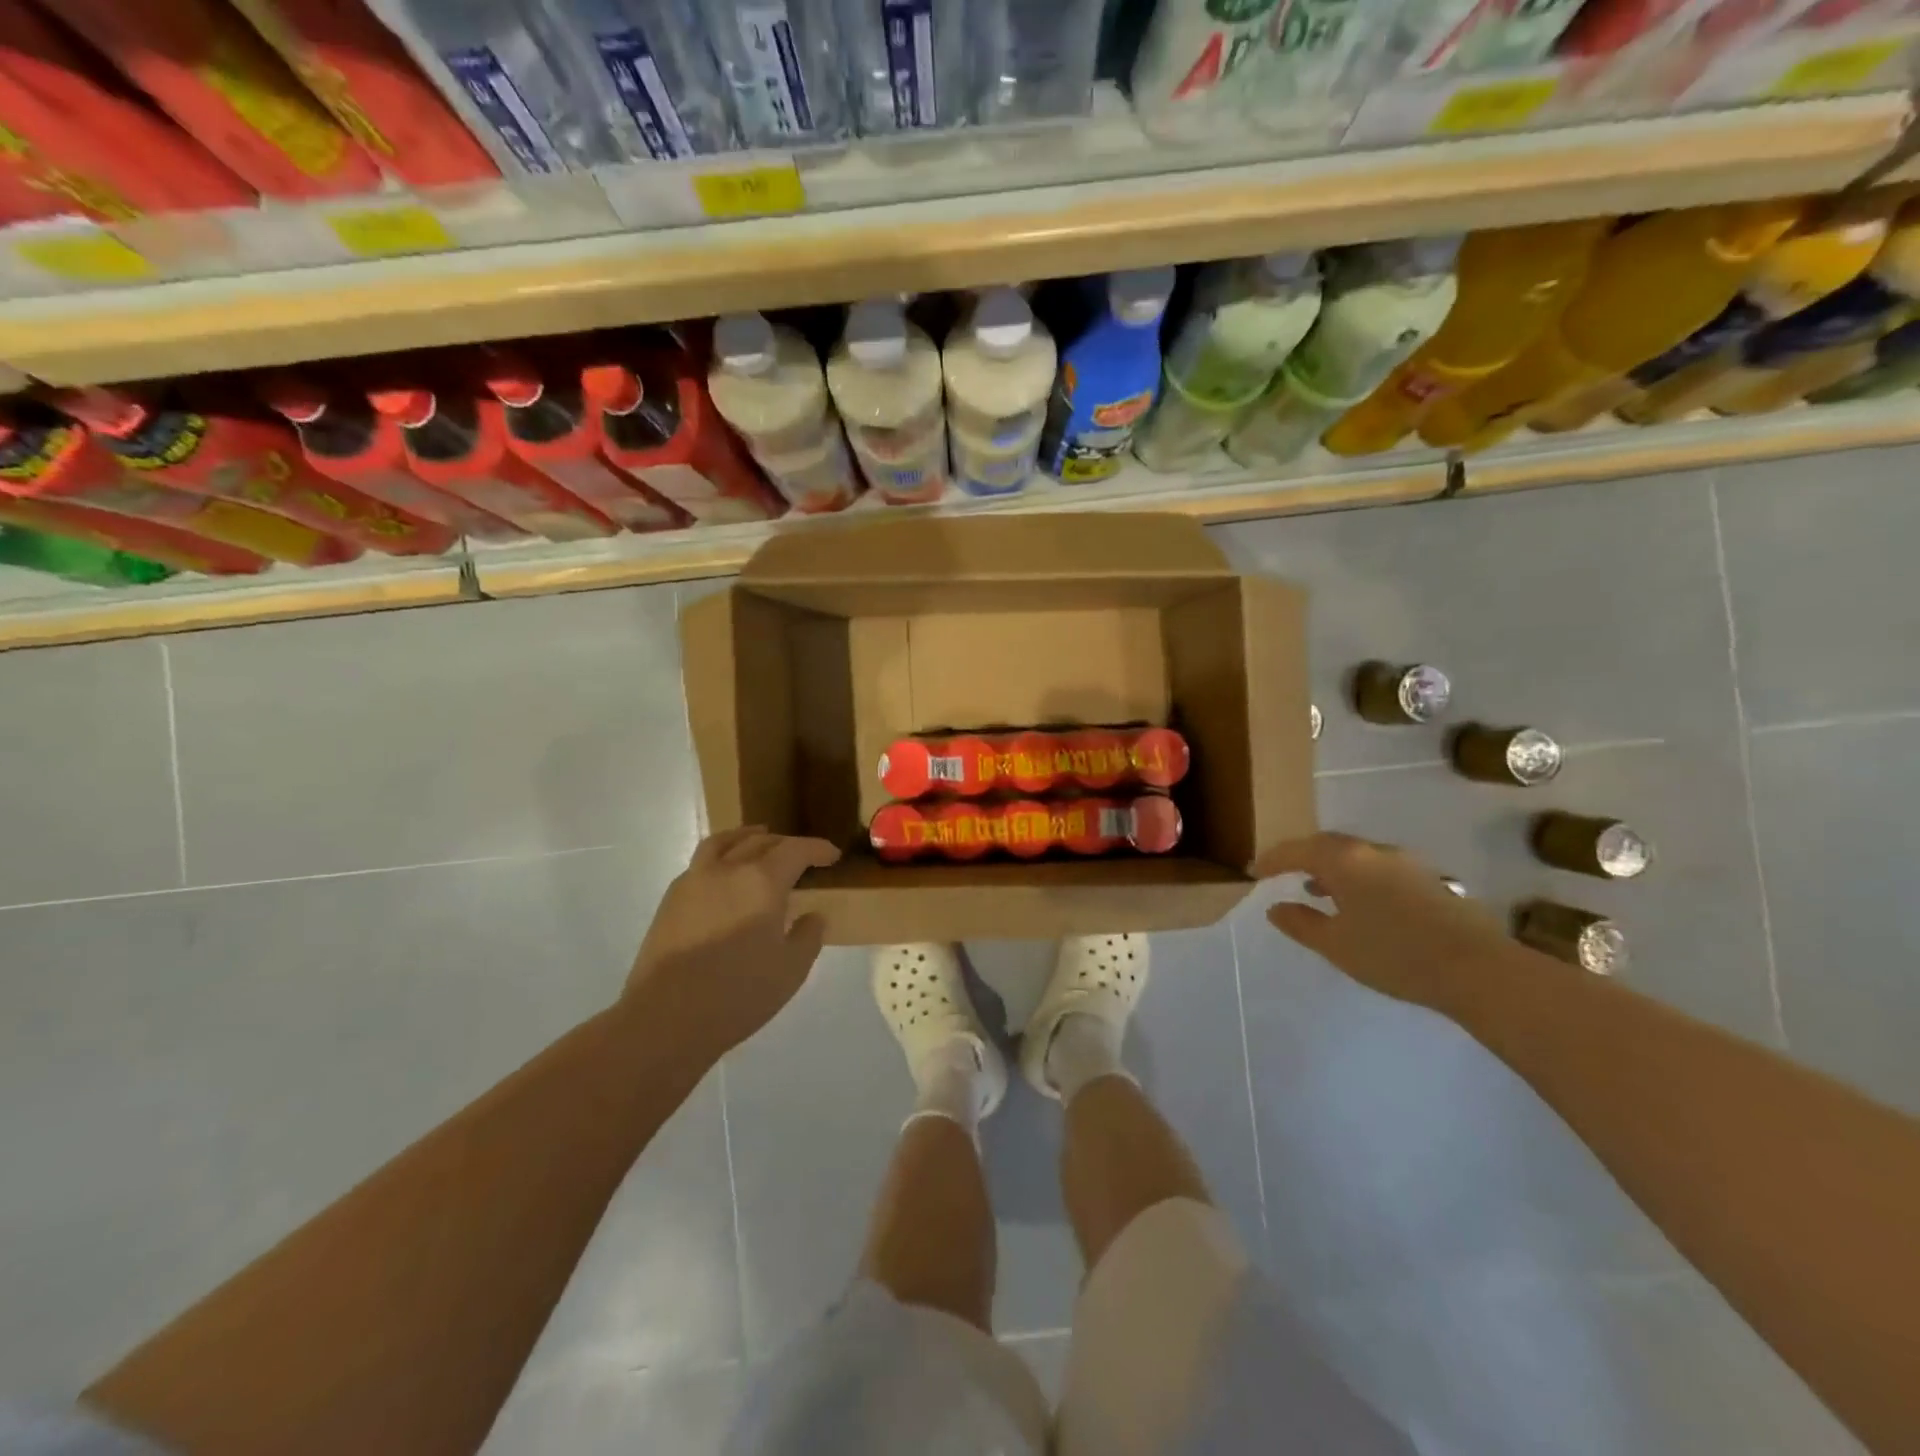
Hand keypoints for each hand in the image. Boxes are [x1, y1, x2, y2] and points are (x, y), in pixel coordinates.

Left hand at [624, 827, 839, 1058]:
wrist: (665, 1018)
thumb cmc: (737, 994)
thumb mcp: (791, 970)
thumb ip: (808, 936)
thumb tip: (813, 915)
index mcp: (762, 882)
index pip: (796, 850)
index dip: (818, 849)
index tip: (833, 855)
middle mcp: (728, 869)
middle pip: (761, 841)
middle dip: (787, 844)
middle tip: (803, 856)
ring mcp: (694, 881)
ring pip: (724, 842)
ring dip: (747, 836)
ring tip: (758, 837)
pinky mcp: (671, 899)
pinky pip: (701, 862)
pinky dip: (721, 856)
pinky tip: (725, 874)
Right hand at [1255, 832, 1513, 1017]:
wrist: (1478, 969)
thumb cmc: (1394, 954)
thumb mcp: (1336, 945)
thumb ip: (1301, 923)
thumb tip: (1276, 908)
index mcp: (1344, 860)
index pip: (1297, 850)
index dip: (1272, 860)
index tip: (1254, 872)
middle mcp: (1373, 851)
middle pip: (1327, 845)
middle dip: (1302, 857)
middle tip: (1283, 873)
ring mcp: (1405, 863)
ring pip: (1356, 856)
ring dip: (1332, 868)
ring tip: (1318, 890)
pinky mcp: (1428, 880)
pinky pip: (1378, 868)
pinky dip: (1357, 878)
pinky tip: (1360, 904)